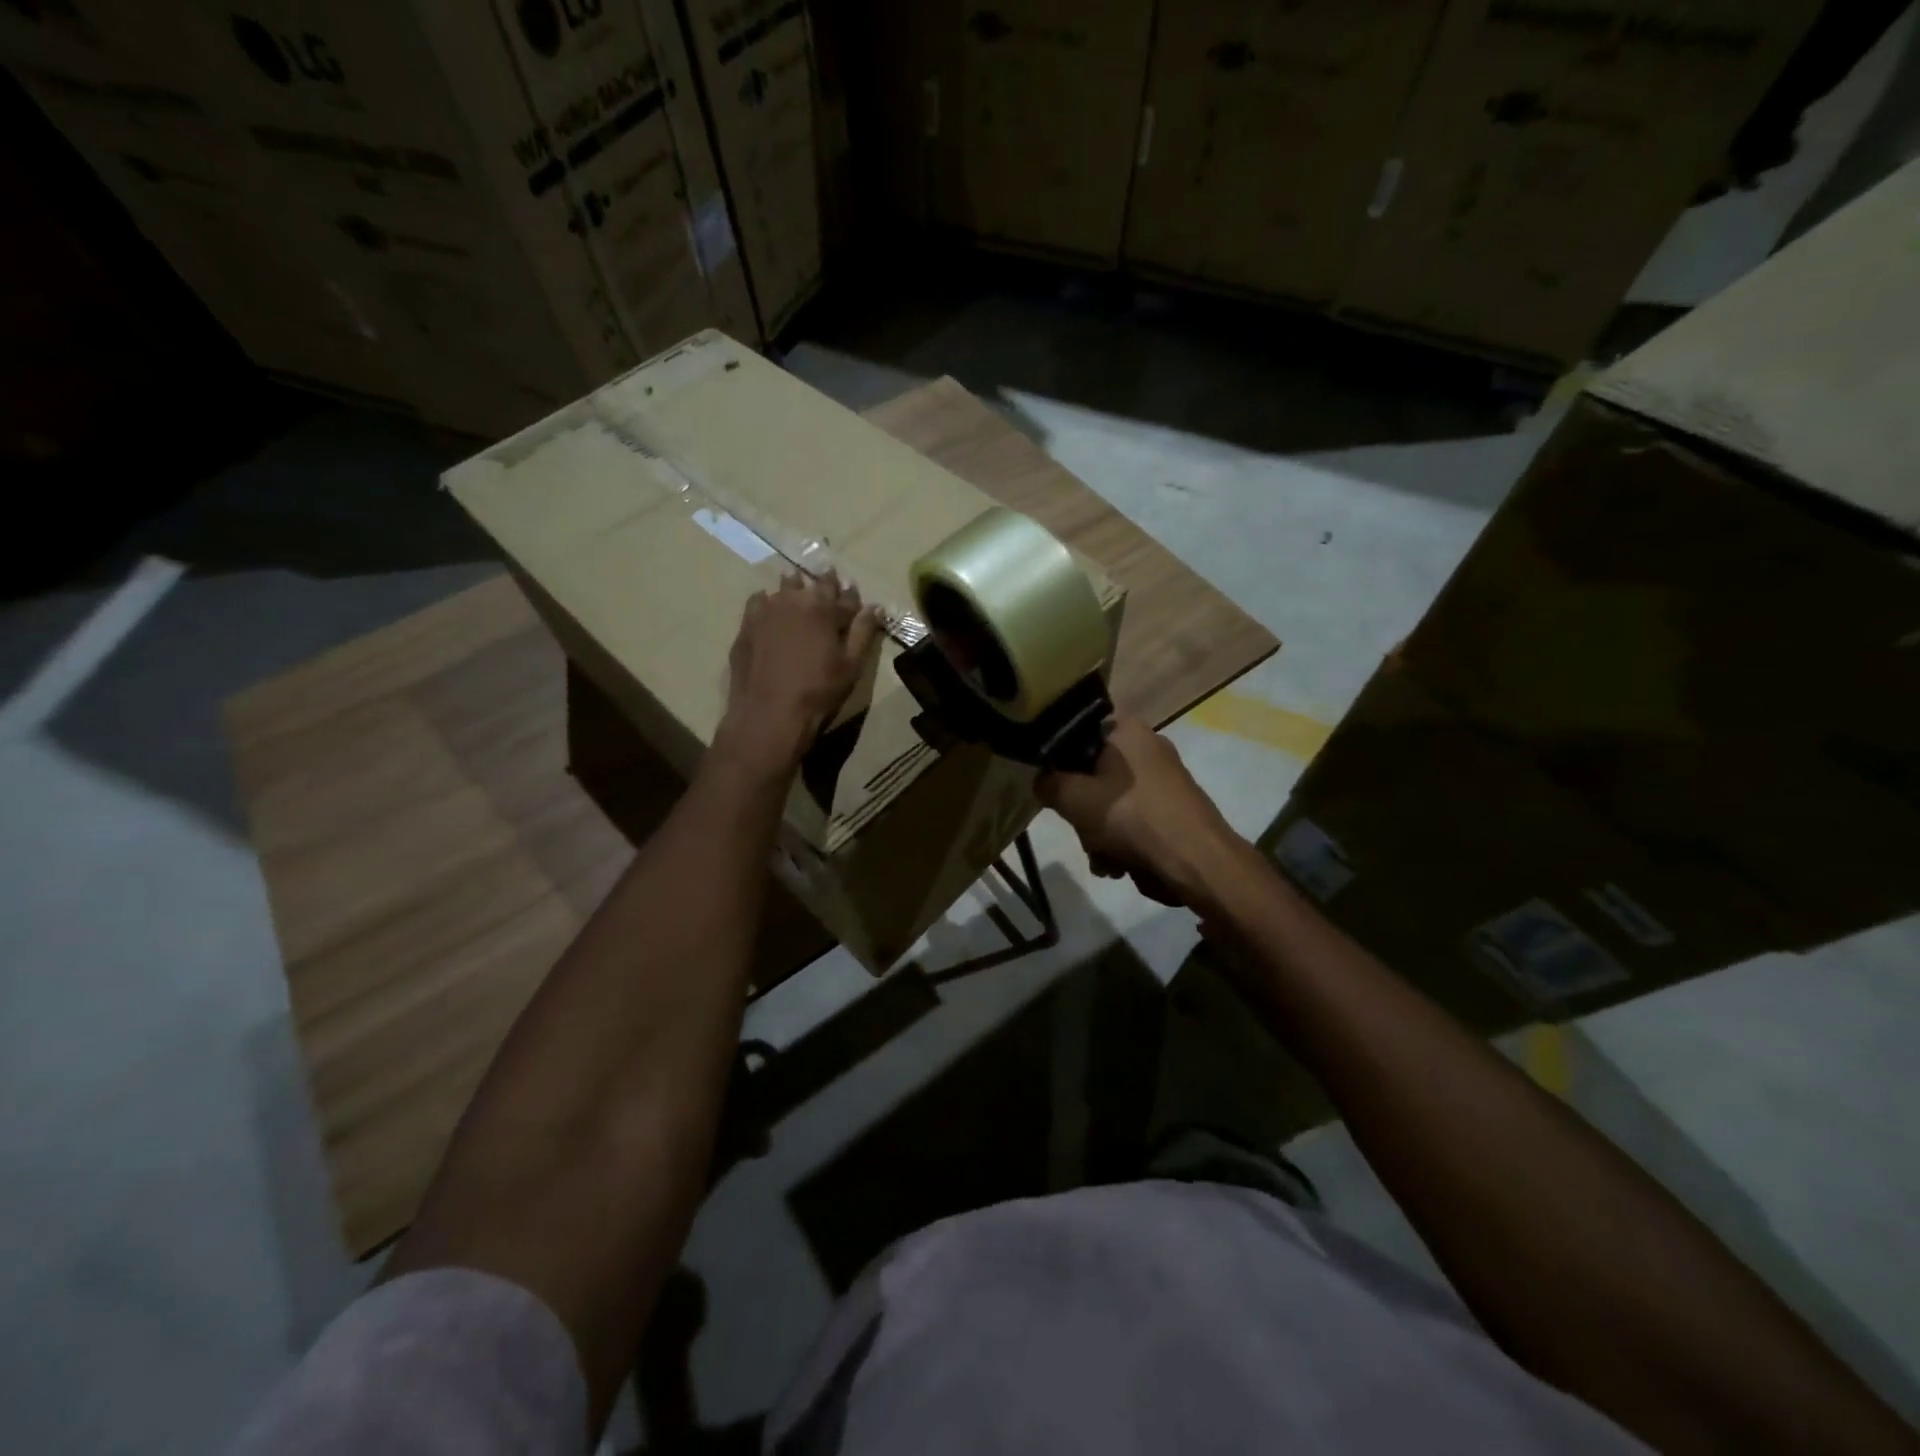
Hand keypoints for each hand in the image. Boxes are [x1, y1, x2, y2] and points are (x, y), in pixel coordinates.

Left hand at [714, 570, 879, 778]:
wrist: (769, 714)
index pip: (842, 593)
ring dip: (795, 587)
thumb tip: (875, 607)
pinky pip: (758, 602)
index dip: (850, 594)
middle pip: (812, 584)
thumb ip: (863, 632)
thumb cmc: (818, 691)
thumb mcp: (851, 665)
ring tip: (798, 588)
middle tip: (828, 581)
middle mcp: (794, 600)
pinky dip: (768, 601)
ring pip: (784, 588)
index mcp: (823, 608)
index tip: (853, 592)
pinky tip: (770, 608)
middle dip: (824, 583)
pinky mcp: (746, 626)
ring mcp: (766, 611)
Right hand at [1036, 717, 1243, 909]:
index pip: (1078, 733)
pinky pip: (1135, 819)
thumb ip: (1048, 784)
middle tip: (1083, 835)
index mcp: (1126, 729)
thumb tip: (1043, 781)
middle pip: (1094, 774)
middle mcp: (1148, 746)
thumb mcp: (1073, 798)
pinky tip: (1122, 867)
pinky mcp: (1175, 808)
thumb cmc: (1131, 816)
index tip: (1054, 790)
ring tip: (1105, 862)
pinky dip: (1124, 843)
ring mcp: (1165, 779)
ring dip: (1100, 835)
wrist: (1197, 860)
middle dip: (1083, 814)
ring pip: (1112, 802)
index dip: (1060, 762)